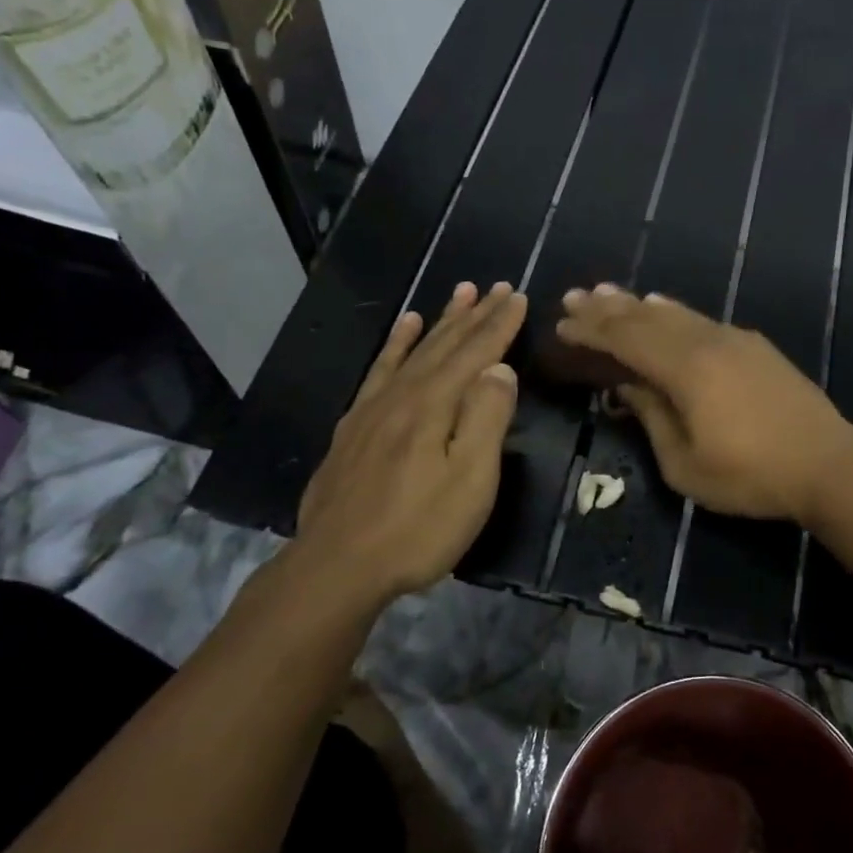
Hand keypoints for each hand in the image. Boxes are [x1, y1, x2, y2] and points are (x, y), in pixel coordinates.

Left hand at [293, 281, 526, 603]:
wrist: (337, 566)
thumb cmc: (417, 528)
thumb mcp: (469, 480)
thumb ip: (486, 419)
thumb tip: (500, 369)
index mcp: (435, 405)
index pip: (475, 354)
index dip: (498, 325)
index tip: (515, 296)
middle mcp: (403, 395)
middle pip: (444, 345)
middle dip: (473, 315)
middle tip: (494, 286)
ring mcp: (373, 409)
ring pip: (413, 351)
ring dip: (439, 322)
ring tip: (457, 293)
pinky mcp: (353, 427)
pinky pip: (379, 370)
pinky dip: (394, 345)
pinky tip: (402, 329)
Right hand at [555, 286, 852, 524]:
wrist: (828, 464)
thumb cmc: (751, 476)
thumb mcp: (686, 465)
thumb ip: (652, 419)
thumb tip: (628, 387)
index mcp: (685, 370)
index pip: (626, 340)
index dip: (592, 331)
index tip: (563, 323)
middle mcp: (707, 342)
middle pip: (647, 318)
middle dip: (608, 308)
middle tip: (575, 295)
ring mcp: (734, 340)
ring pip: (676, 313)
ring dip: (639, 304)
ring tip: (610, 293)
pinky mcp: (755, 347)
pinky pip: (703, 320)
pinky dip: (675, 312)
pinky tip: (665, 306)